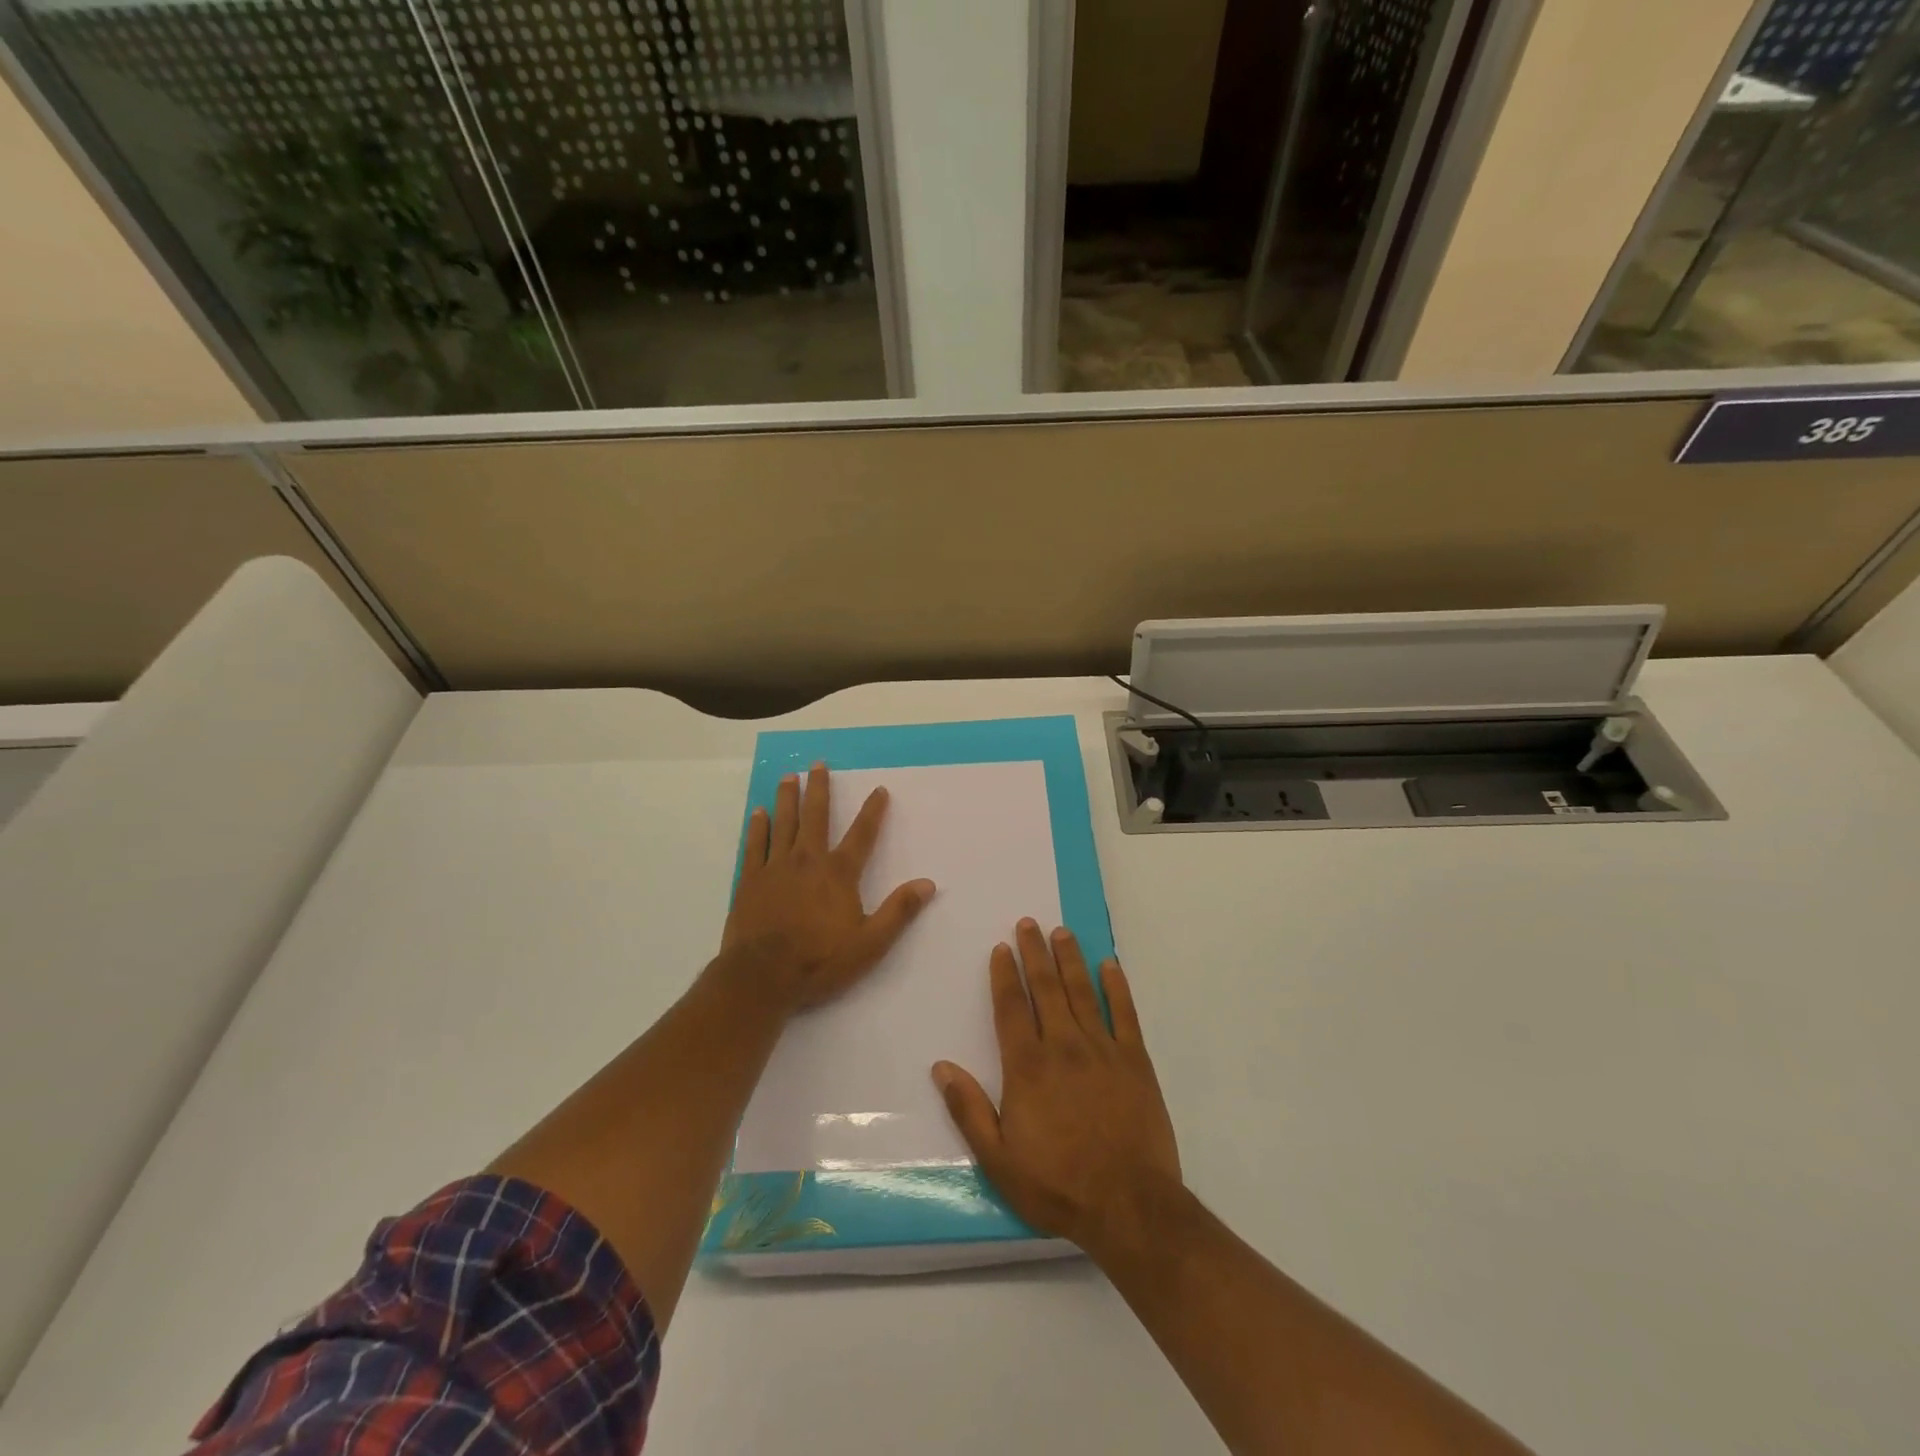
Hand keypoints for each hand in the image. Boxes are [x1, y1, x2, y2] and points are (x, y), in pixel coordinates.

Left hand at [721, 763, 936, 1014]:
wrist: (761, 978)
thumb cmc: (819, 961)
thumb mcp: (870, 944)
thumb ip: (898, 911)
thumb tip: (928, 884)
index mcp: (839, 873)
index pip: (862, 834)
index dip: (873, 811)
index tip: (879, 790)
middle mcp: (808, 860)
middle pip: (816, 816)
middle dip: (819, 789)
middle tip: (818, 764)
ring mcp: (776, 867)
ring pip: (783, 822)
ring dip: (788, 797)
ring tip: (789, 776)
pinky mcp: (750, 880)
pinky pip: (755, 844)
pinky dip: (758, 826)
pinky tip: (759, 812)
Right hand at [932, 920, 1182, 1258]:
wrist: (1129, 1206)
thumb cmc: (1057, 1185)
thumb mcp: (999, 1160)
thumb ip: (969, 1110)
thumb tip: (941, 1067)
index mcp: (1028, 1067)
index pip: (1011, 1008)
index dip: (1004, 975)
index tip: (1001, 948)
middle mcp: (1063, 1046)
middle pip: (1046, 989)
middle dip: (1035, 953)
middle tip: (1029, 923)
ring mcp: (1103, 1050)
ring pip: (1082, 992)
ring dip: (1070, 959)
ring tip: (1062, 932)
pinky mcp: (1136, 1061)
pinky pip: (1125, 1014)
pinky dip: (1117, 987)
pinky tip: (1110, 965)